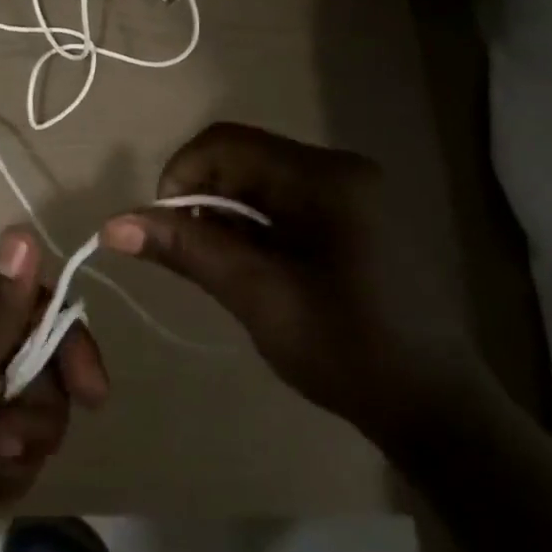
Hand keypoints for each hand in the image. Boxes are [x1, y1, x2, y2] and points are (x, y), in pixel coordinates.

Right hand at [102, 123, 476, 451]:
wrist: (438, 410)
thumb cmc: (348, 351)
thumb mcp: (258, 297)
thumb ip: (188, 250)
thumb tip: (113, 223)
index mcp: (326, 178)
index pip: (226, 142)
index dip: (180, 173)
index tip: (164, 227)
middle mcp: (341, 169)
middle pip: (243, 158)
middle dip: (203, 199)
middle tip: (193, 257)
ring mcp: (353, 193)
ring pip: (260, 182)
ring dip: (227, 217)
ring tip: (225, 271)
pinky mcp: (356, 217)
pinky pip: (284, 202)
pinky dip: (254, 228)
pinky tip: (257, 271)